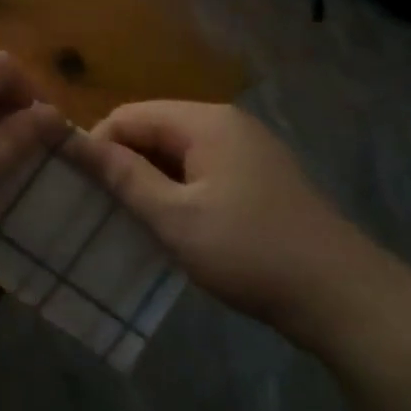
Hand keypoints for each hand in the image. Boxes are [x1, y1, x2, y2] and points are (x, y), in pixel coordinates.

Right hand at [64, 101, 392, 344]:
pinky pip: (200, 172)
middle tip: (99, 211)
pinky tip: (170, 227)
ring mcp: (246, 150)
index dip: (96, 147)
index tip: (78, 191)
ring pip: (175, 154)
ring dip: (148, 182)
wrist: (340, 295)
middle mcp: (226, 124)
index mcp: (205, 121)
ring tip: (128, 222)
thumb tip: (70, 139)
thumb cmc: (248, 251)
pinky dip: (176, 192)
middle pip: (153, 130)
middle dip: (122, 165)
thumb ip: (121, 175)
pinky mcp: (258, 178)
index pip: (128, 116)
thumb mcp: (174, 216)